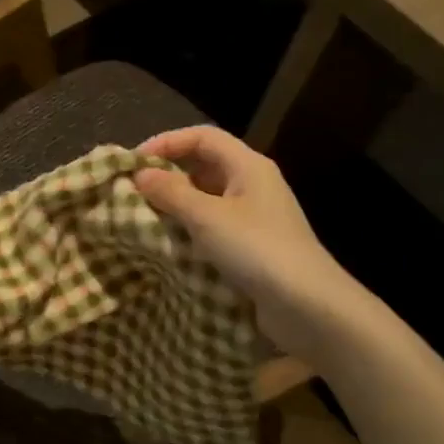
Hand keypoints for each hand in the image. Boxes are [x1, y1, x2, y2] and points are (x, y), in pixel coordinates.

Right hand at [135, 127, 357, 359]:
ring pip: (208, 196)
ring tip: (145, 215)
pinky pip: (215, 224)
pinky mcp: (254, 245)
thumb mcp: (207, 217)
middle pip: (205, 164)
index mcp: (248, 165)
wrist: (308, 306)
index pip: (202, 137)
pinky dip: (190, 227)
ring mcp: (256, 215)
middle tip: (135, 189)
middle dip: (169, 173)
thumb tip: (140, 174)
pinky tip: (170, 241)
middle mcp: (253, 183)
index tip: (134, 162)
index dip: (166, 142)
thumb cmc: (257, 249)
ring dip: (177, 202)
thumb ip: (170, 192)